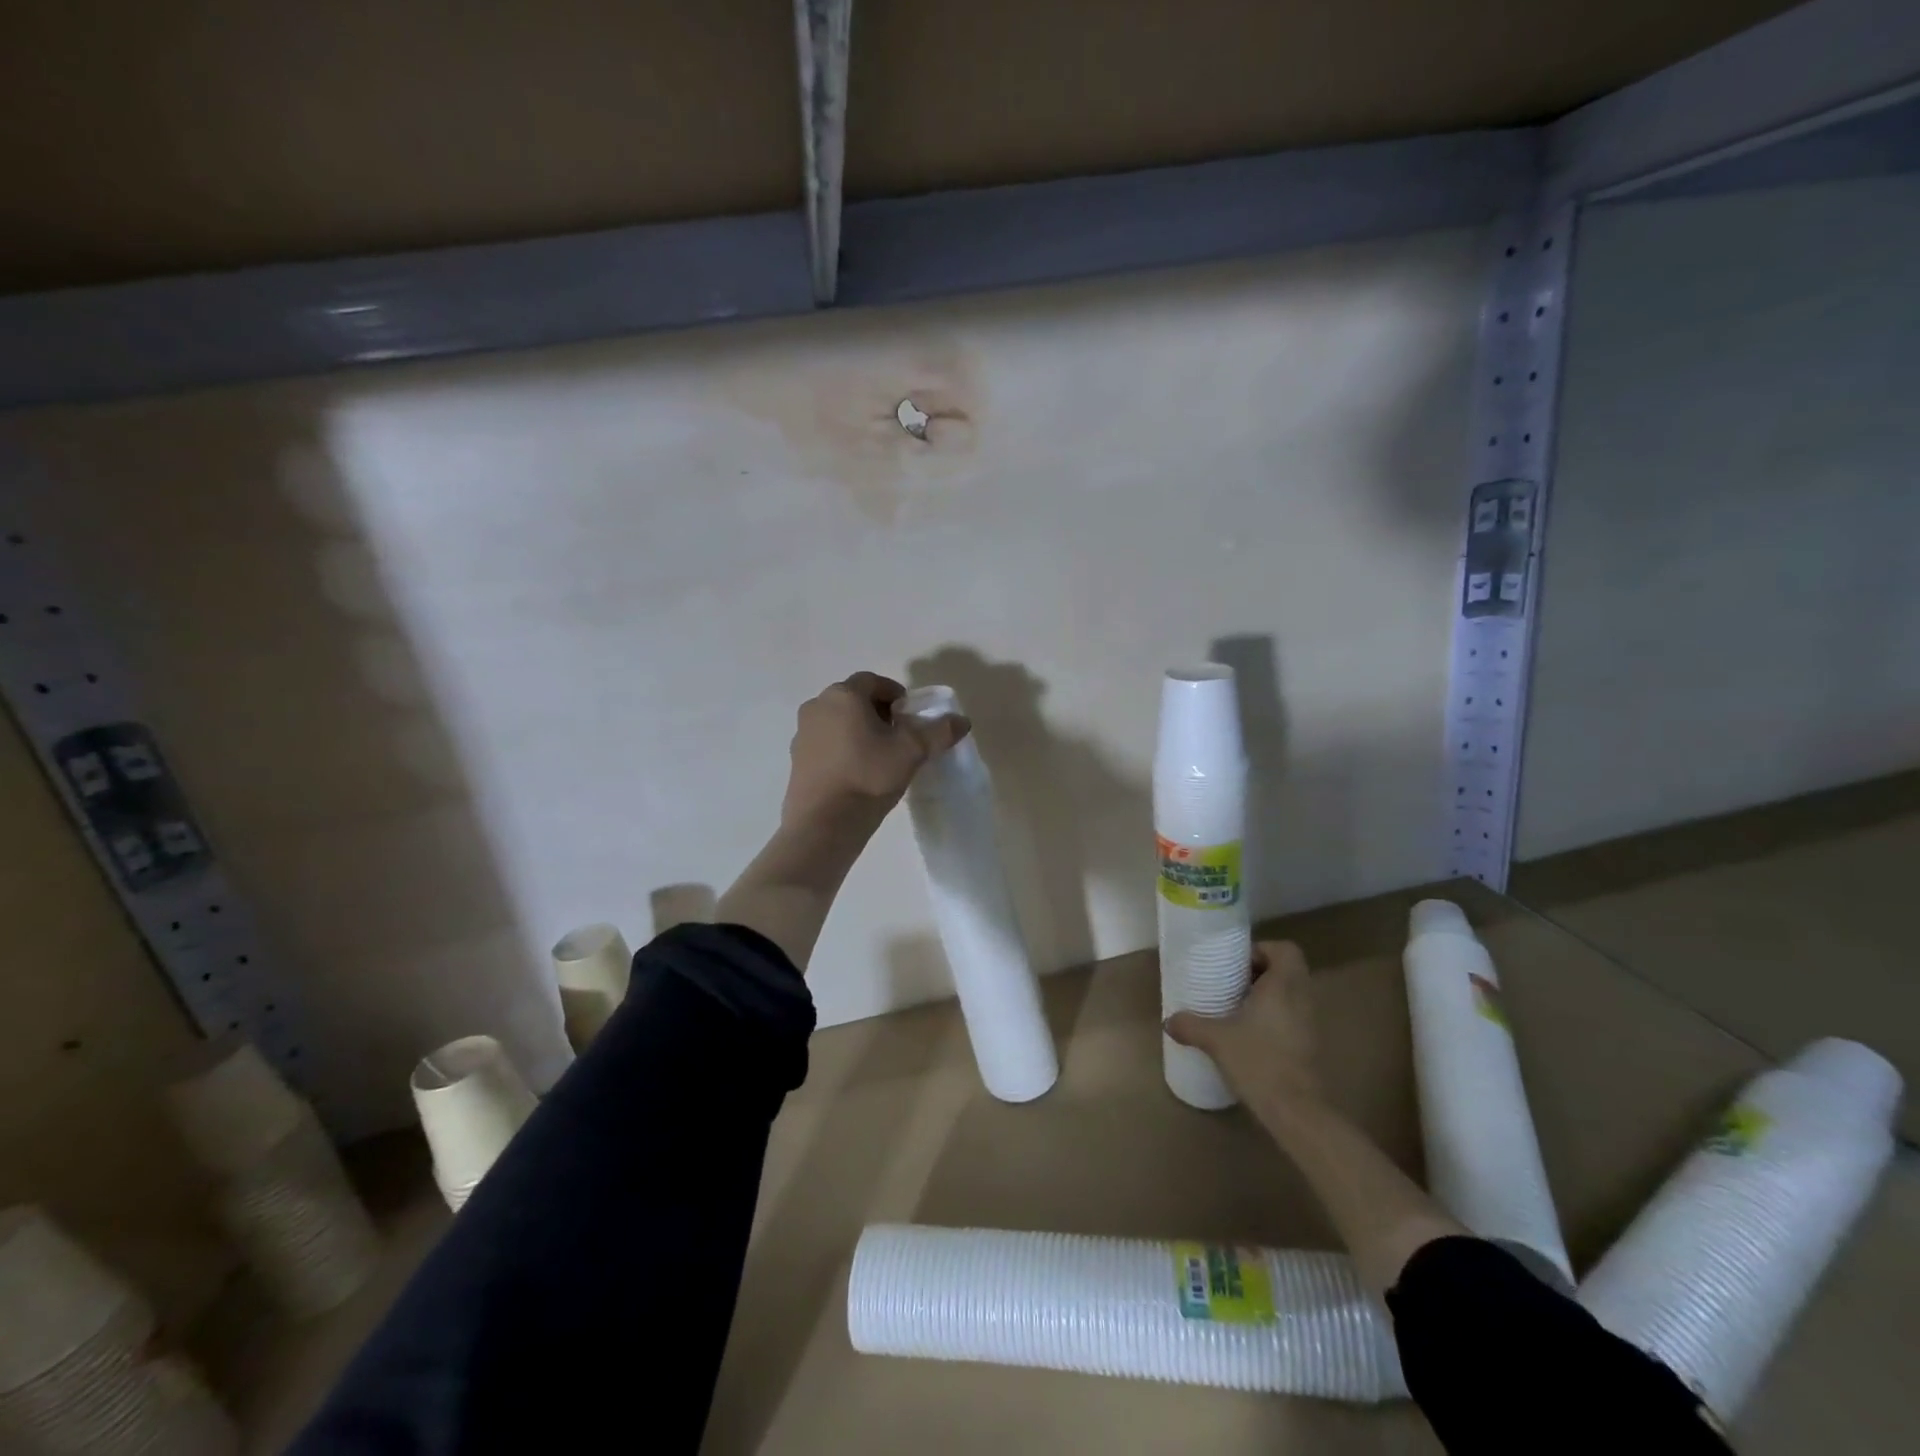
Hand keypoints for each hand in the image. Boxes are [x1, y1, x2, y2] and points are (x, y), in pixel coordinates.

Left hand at [781, 672, 969, 830]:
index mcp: (843, 695)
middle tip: (899, 735)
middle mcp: (817, 706)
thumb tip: (962, 721)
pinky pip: (825, 742)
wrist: (824, 822)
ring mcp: (802, 732)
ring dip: (858, 729)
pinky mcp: (796, 758)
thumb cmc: (869, 776)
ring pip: (838, 720)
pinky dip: (842, 747)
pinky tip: (857, 772)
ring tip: (879, 755)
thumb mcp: (911, 752)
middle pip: (853, 699)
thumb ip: (938, 732)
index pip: (873, 681)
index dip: (895, 694)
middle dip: (878, 711)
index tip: (910, 716)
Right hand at [1165, 941, 1320, 1107]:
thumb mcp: (1216, 1040)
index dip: (1263, 950)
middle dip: (1260, 972)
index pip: (1286, 950)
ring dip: (1267, 994)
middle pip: (1288, 969)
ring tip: (1237, 1006)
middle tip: (1232, 982)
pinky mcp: (1309, 1044)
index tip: (1237, 963)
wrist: (1296, 1111)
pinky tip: (1249, 1032)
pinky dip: (1274, 1016)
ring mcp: (1310, 1023)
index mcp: (1283, 985)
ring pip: (1291, 993)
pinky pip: (1293, 1015)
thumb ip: (1191, 1025)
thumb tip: (1168, 1020)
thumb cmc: (1259, 1061)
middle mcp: (1302, 998)